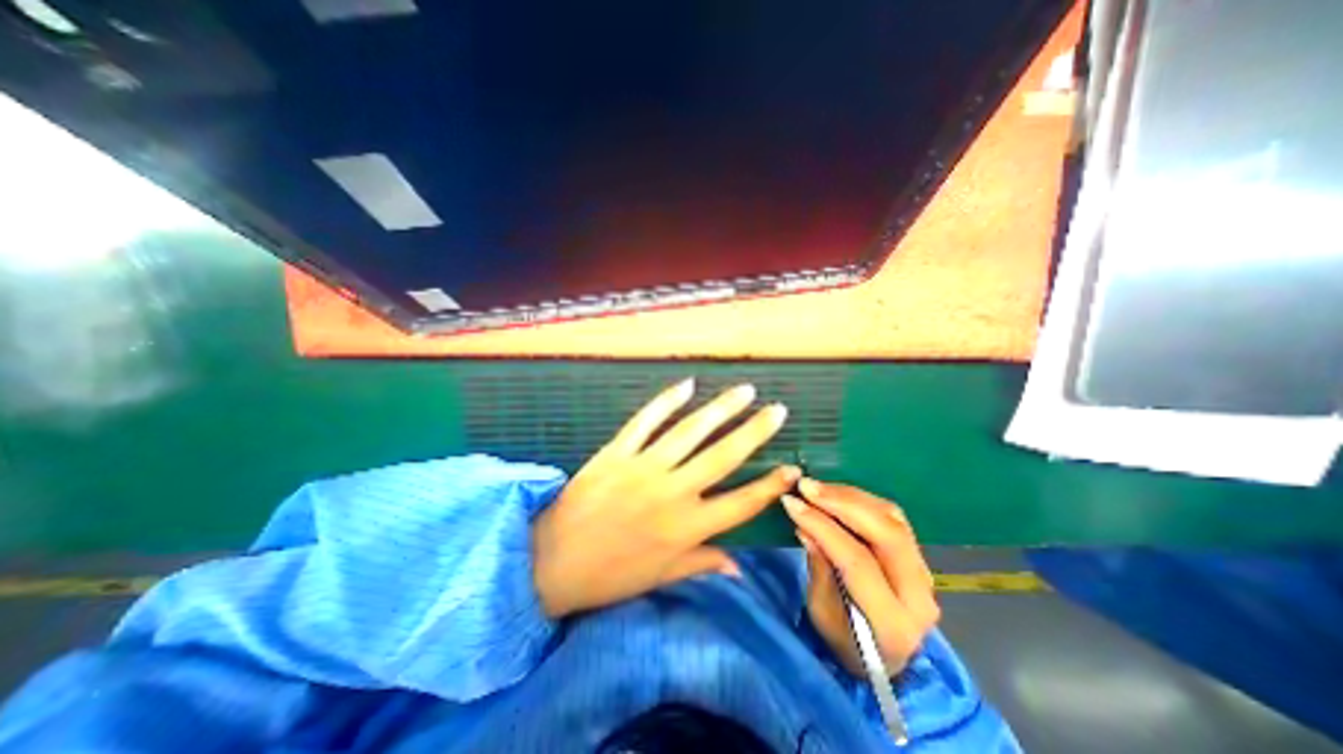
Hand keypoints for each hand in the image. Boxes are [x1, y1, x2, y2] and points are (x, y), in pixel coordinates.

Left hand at [529, 376, 795, 618]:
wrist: (551, 561)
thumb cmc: (609, 575)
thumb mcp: (660, 577)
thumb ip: (702, 564)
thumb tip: (739, 567)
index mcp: (686, 529)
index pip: (741, 504)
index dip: (770, 486)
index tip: (791, 467)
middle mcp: (672, 493)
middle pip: (723, 456)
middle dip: (754, 432)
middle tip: (777, 410)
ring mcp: (643, 468)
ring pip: (690, 431)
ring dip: (720, 409)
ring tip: (744, 392)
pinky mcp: (617, 452)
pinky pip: (646, 421)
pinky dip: (666, 401)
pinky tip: (687, 385)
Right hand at [783, 481, 936, 679]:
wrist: (883, 660)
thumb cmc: (844, 641)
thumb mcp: (821, 612)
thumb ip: (819, 567)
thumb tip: (806, 526)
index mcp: (893, 623)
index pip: (857, 561)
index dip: (822, 526)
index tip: (792, 503)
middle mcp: (920, 595)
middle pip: (885, 533)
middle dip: (841, 502)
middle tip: (806, 486)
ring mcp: (924, 572)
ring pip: (891, 518)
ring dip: (850, 496)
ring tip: (816, 487)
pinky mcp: (918, 555)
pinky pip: (892, 516)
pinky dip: (861, 499)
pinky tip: (835, 494)